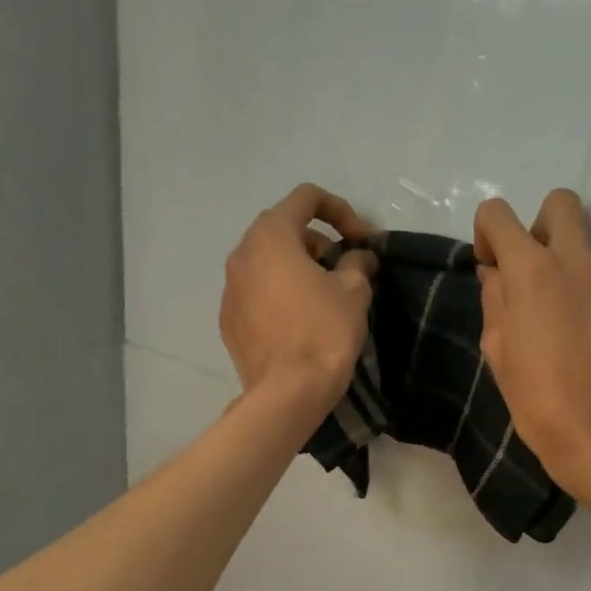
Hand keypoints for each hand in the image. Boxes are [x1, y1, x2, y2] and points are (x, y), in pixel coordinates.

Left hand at [220, 183, 379, 412]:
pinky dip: (280, 297)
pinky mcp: (229, 321)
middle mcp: (242, 254)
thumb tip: (358, 257)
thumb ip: (357, 263)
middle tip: (345, 271)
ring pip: (268, 264)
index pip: (306, 198)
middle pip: (284, 231)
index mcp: (271, 235)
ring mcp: (230, 289)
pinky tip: (301, 323)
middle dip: (318, 244)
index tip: (361, 241)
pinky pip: (258, 295)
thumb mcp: (354, 292)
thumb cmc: (324, 332)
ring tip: (324, 299)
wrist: (288, 392)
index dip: (341, 211)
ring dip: (298, 271)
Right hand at [473, 189, 590, 490]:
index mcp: (531, 271)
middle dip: (541, 227)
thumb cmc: (537, 399)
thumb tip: (498, 273)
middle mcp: (577, 259)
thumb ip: (495, 298)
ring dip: (575, 273)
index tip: (493, 266)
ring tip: (575, 326)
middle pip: (560, 204)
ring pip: (590, 251)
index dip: (488, 234)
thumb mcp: (497, 350)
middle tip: (538, 273)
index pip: (498, 213)